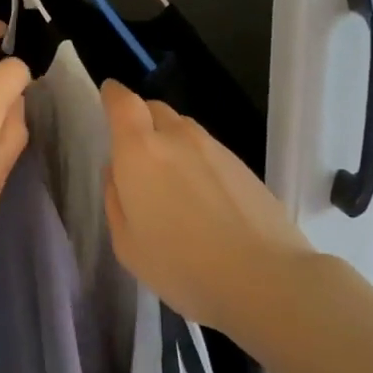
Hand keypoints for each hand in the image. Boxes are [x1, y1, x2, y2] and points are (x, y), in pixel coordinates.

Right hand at [102, 80, 314, 332]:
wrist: (265, 278)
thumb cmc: (182, 266)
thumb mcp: (128, 244)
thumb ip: (116, 199)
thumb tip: (117, 171)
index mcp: (141, 151)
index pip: (123, 103)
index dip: (112, 95)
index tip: (107, 94)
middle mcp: (177, 137)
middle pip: (154, 109)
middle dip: (140, 121)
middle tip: (136, 154)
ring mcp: (215, 148)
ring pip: (183, 130)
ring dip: (170, 143)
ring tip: (171, 185)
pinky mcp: (243, 165)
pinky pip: (208, 150)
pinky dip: (196, 162)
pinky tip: (202, 200)